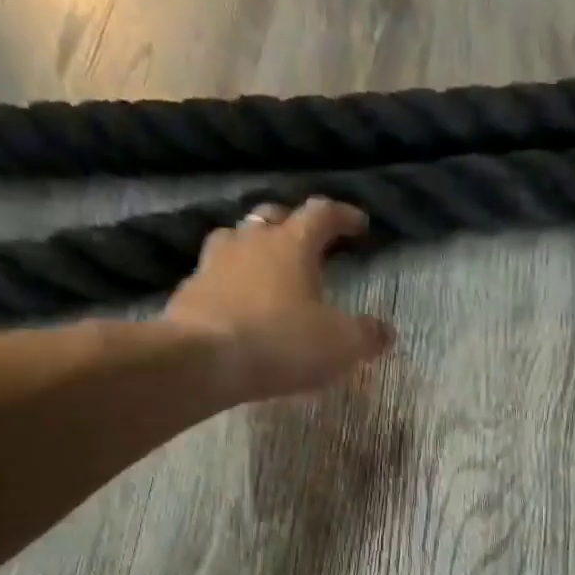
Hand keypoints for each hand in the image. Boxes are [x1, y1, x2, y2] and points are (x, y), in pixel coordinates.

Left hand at [162, 197, 394, 403]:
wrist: (202, 361)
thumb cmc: (280, 342)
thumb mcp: (340, 344)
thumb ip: (367, 335)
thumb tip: (385, 332)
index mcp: (292, 243)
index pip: (322, 213)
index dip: (344, 215)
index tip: (359, 225)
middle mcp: (251, 241)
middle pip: (273, 216)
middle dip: (293, 224)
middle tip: (308, 243)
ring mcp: (214, 263)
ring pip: (236, 238)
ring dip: (253, 246)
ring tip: (266, 266)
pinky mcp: (188, 290)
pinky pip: (213, 274)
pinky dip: (229, 281)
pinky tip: (236, 301)